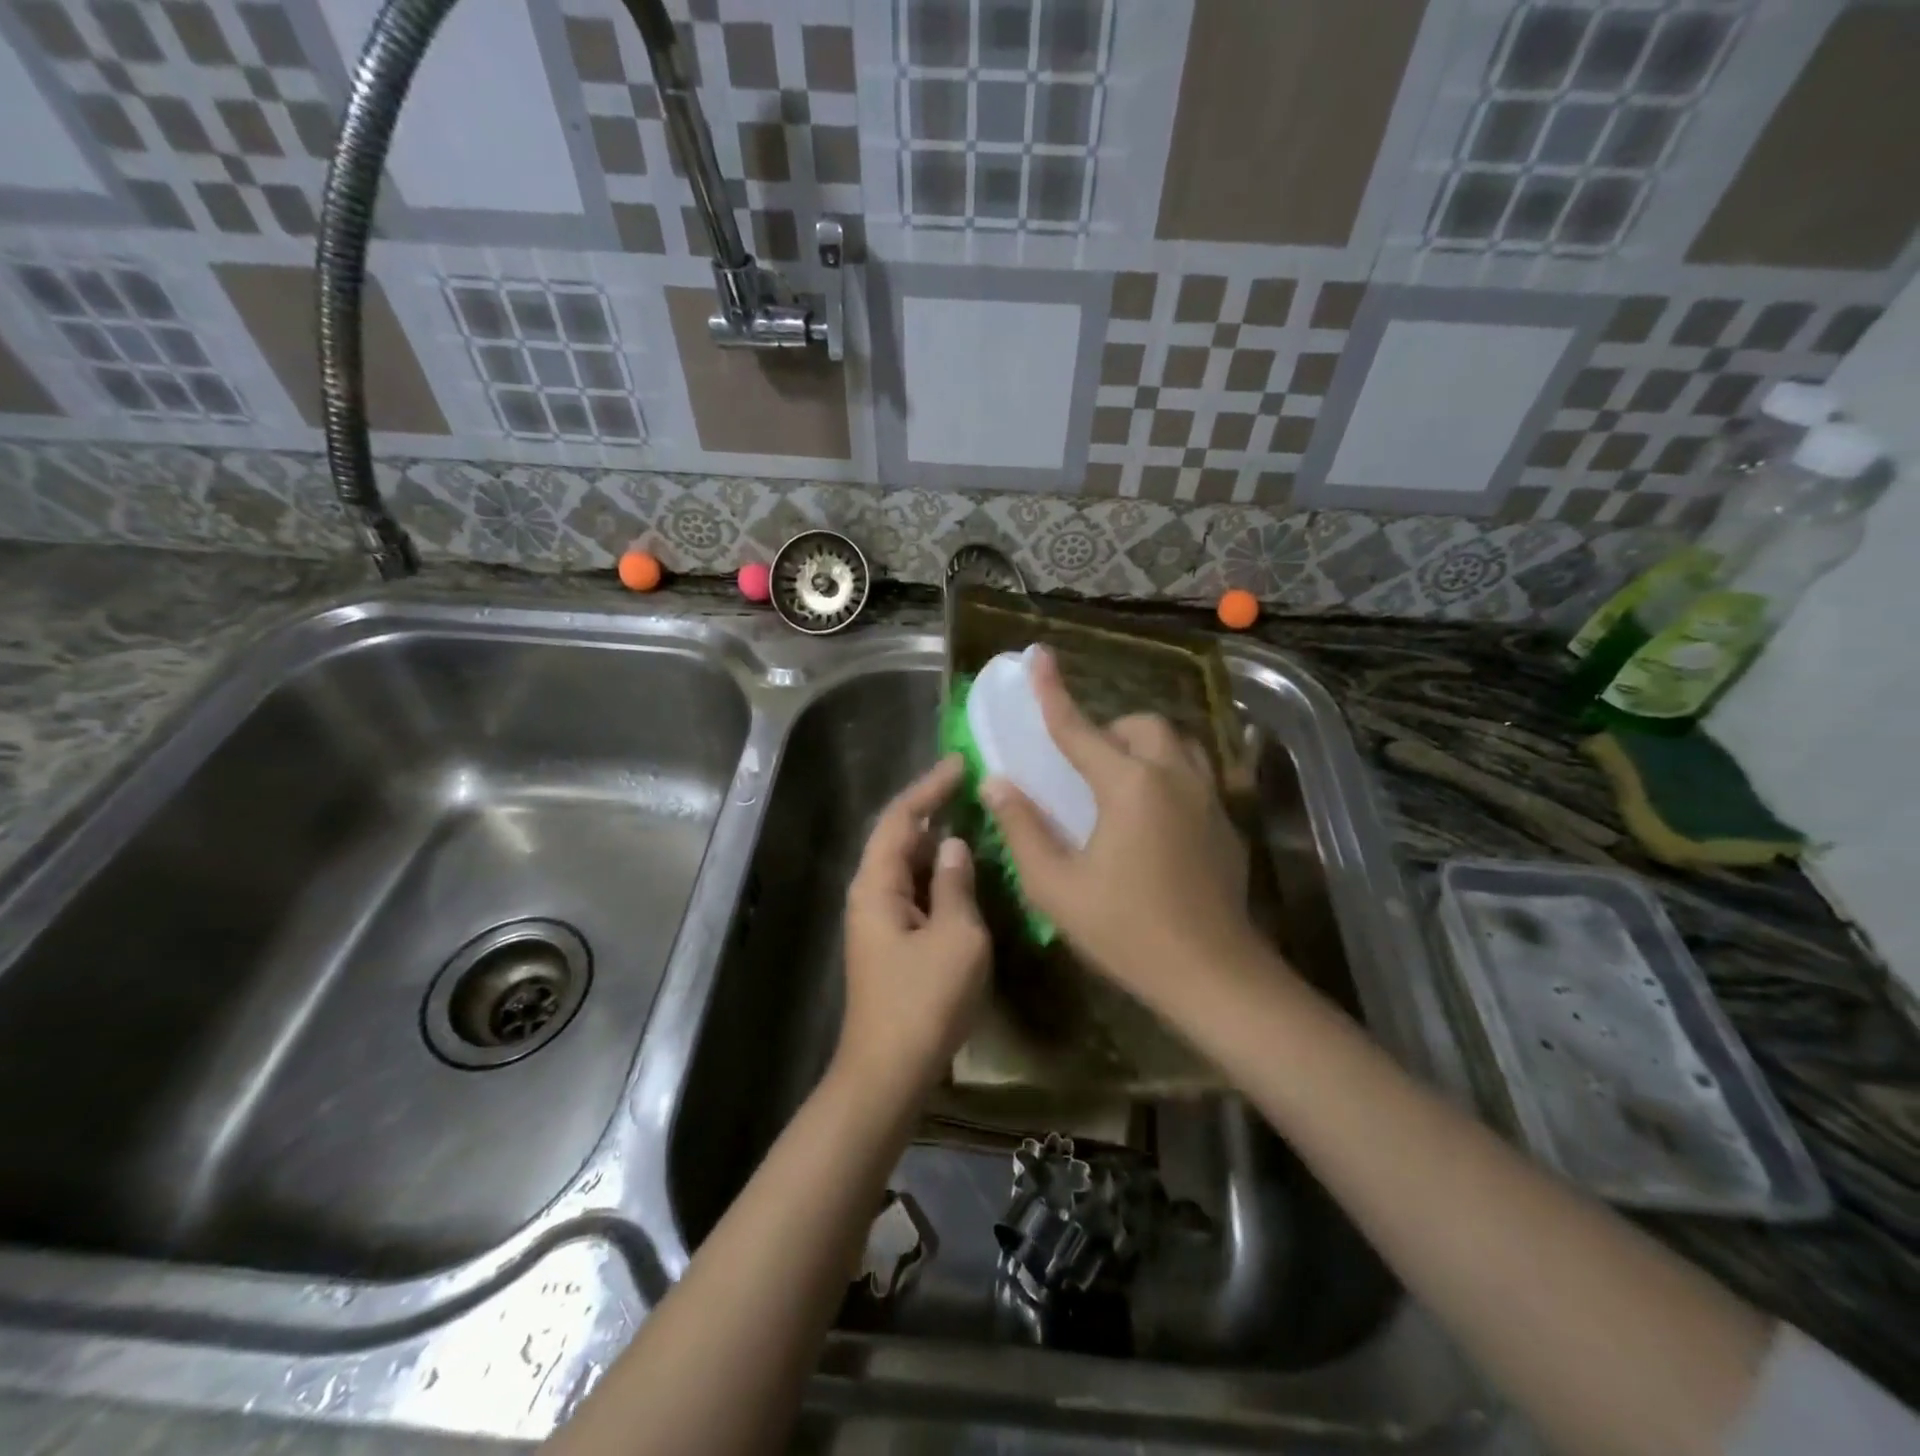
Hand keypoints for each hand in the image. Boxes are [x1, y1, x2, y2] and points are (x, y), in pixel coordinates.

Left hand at [837, 755, 991, 1100]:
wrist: (889, 1073)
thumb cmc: (924, 1001)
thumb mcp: (956, 938)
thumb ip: (956, 884)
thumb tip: (954, 845)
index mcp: (876, 885)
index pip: (900, 817)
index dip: (929, 786)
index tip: (962, 763)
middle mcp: (870, 894)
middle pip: (898, 836)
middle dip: (933, 808)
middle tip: (974, 787)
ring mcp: (878, 920)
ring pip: (907, 864)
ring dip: (937, 841)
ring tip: (975, 818)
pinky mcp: (891, 941)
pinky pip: (914, 890)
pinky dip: (938, 873)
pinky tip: (966, 871)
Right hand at [981, 649, 1257, 1009]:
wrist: (1214, 975)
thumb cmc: (1126, 931)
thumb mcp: (1056, 887)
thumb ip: (1023, 828)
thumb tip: (997, 783)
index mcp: (1128, 786)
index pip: (1079, 728)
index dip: (1052, 691)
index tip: (1038, 655)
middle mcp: (1173, 777)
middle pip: (1141, 725)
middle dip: (1109, 731)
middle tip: (1084, 765)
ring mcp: (1208, 797)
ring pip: (1177, 743)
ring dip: (1143, 747)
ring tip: (1120, 782)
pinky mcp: (1226, 822)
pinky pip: (1195, 773)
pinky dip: (1168, 773)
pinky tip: (1154, 816)